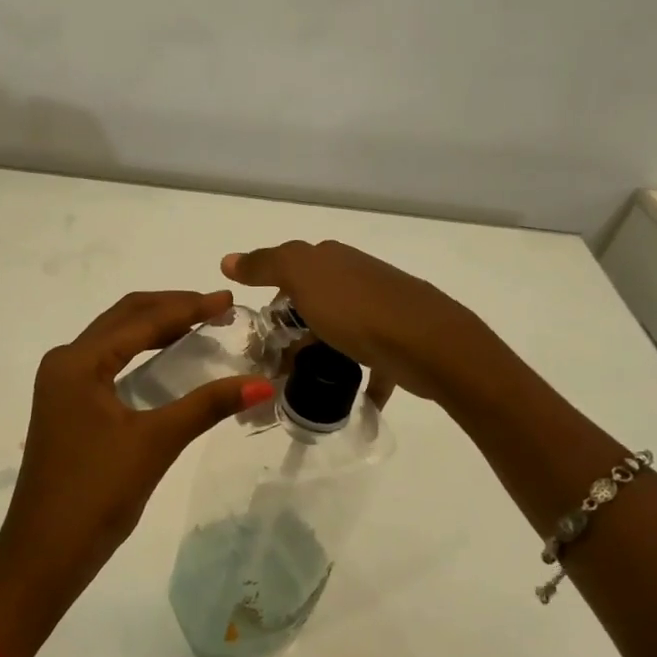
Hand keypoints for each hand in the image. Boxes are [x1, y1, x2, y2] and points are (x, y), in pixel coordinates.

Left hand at [0, 290, 275, 656]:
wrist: (43, 556)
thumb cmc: (96, 494)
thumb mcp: (155, 443)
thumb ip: (207, 406)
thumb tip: (263, 383)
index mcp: (77, 362)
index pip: (140, 319)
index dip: (187, 306)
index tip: (228, 300)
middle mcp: (64, 363)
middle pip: (123, 319)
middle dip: (170, 308)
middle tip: (216, 308)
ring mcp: (61, 386)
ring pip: (113, 341)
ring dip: (154, 328)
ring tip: (199, 326)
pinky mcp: (66, 408)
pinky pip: (108, 365)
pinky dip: (139, 354)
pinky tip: (167, 362)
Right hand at [221, 240, 495, 404]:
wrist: (428, 343)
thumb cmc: (357, 309)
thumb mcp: (302, 277)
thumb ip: (265, 265)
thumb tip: (227, 260)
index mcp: (332, 258)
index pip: (290, 270)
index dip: (271, 298)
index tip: (258, 333)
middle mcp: (356, 277)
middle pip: (314, 303)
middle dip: (293, 331)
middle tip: (273, 364)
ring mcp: (380, 310)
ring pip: (339, 332)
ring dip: (320, 355)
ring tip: (302, 386)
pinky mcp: (397, 343)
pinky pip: (369, 362)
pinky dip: (356, 379)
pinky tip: (345, 398)